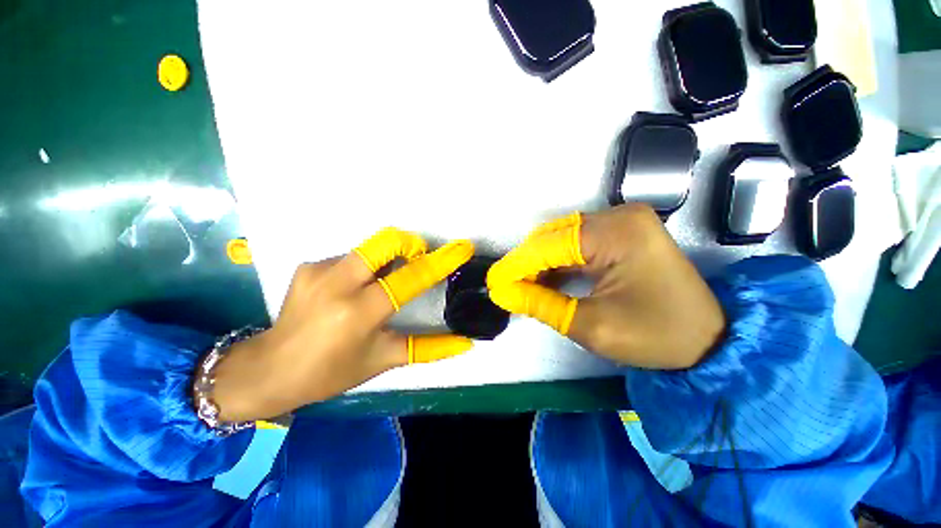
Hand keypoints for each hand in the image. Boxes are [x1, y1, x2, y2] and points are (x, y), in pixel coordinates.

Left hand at [211, 229, 474, 420]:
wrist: (270, 369)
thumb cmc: (332, 372)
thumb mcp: (384, 359)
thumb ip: (429, 348)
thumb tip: (466, 343)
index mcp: (360, 311)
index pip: (411, 277)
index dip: (441, 261)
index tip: (462, 248)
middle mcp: (338, 283)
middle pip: (386, 241)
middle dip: (410, 245)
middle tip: (417, 261)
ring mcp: (320, 270)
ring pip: (370, 249)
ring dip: (387, 261)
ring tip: (382, 285)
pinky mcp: (310, 266)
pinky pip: (352, 258)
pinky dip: (364, 269)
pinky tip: (353, 292)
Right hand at [487, 204, 725, 369]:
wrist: (709, 341)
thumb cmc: (655, 336)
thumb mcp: (590, 325)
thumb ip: (540, 303)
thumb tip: (502, 293)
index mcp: (616, 233)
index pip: (549, 245)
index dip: (517, 265)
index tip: (494, 283)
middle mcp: (619, 216)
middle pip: (554, 237)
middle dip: (527, 263)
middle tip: (507, 287)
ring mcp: (622, 222)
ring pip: (563, 239)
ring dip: (541, 262)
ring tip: (522, 286)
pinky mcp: (623, 233)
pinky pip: (578, 244)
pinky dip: (559, 262)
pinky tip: (546, 280)